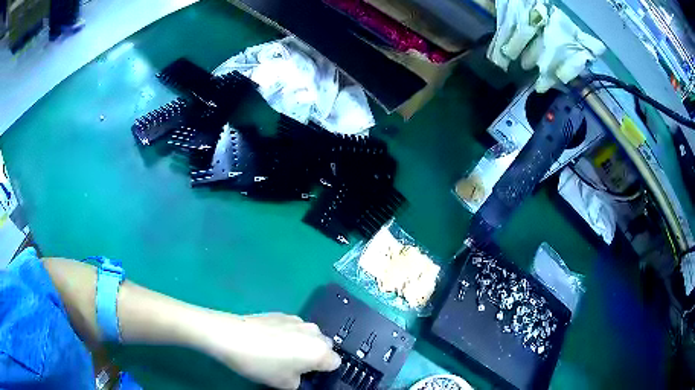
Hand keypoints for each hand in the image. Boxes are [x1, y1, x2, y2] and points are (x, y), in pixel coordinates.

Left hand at [200, 312, 340, 388]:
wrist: (231, 336)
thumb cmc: (261, 364)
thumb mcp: (285, 384)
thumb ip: (301, 381)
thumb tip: (299, 374)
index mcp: (319, 351)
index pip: (335, 363)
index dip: (323, 371)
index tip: (307, 375)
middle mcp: (314, 332)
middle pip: (325, 346)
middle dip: (315, 355)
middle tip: (294, 364)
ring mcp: (298, 320)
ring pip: (309, 335)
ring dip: (302, 343)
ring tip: (279, 351)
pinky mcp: (282, 313)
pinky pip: (294, 327)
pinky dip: (289, 334)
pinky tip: (269, 340)